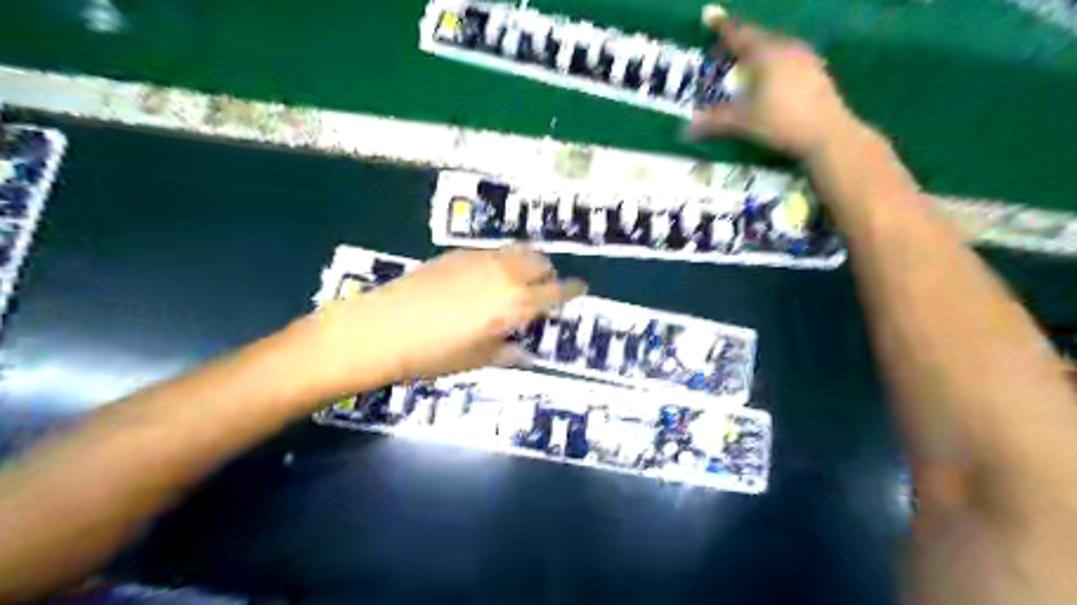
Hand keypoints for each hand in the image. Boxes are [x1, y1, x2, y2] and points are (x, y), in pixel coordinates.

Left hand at [302, 245, 588, 391]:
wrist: (382, 329)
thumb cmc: (433, 353)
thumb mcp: (477, 360)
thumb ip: (506, 352)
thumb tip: (522, 352)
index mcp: (514, 304)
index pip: (555, 292)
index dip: (572, 290)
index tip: (580, 289)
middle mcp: (503, 275)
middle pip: (539, 262)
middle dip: (548, 273)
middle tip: (544, 288)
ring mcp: (479, 260)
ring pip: (516, 251)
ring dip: (526, 262)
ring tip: (519, 278)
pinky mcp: (457, 254)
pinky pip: (491, 252)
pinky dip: (500, 261)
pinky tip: (486, 277)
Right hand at [689, 7, 860, 158]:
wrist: (827, 133)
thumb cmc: (780, 122)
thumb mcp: (742, 122)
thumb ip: (713, 122)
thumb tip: (685, 130)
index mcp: (765, 54)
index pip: (738, 33)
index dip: (721, 26)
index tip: (709, 14)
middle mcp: (785, 47)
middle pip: (757, 37)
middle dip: (737, 43)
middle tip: (722, 56)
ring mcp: (804, 56)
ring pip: (774, 46)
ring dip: (756, 53)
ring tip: (744, 69)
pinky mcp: (815, 69)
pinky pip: (788, 56)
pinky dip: (772, 62)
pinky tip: (769, 80)